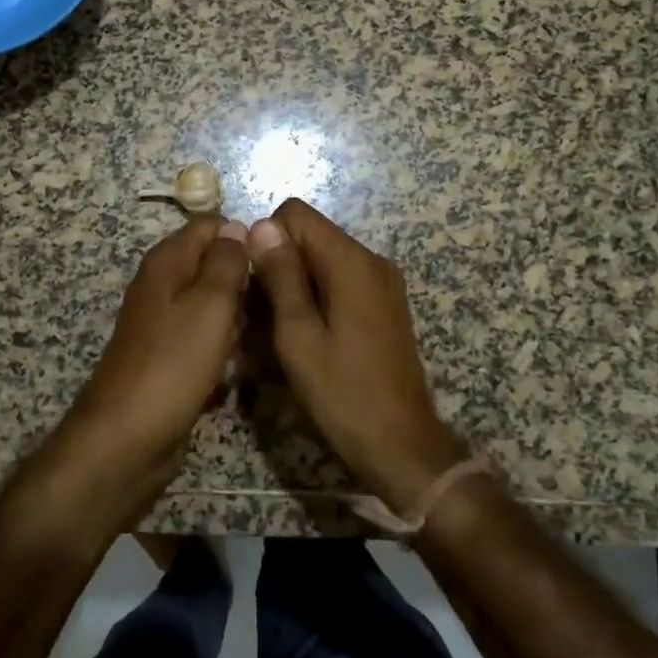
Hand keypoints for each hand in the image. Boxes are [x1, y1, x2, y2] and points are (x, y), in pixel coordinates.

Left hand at [54, 217, 251, 513]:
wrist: (126, 441)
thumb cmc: (172, 364)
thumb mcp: (210, 304)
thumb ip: (227, 262)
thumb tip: (238, 226)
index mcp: (167, 264)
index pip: (210, 227)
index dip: (244, 237)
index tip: (277, 261)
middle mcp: (163, 288)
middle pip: (214, 267)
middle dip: (246, 283)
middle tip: (275, 306)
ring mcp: (166, 326)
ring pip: (215, 308)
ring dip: (241, 322)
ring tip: (264, 340)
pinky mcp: (171, 360)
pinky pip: (207, 342)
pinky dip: (226, 351)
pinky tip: (243, 371)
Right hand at [246, 200, 465, 513]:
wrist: (401, 444)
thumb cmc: (342, 393)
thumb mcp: (298, 336)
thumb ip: (281, 276)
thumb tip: (261, 225)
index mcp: (351, 261)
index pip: (297, 214)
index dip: (267, 240)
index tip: (257, 285)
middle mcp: (372, 261)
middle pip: (310, 238)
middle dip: (279, 267)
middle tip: (259, 317)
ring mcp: (382, 283)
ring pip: (322, 263)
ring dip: (295, 288)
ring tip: (277, 335)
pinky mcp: (384, 305)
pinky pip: (340, 284)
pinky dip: (316, 301)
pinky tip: (305, 339)